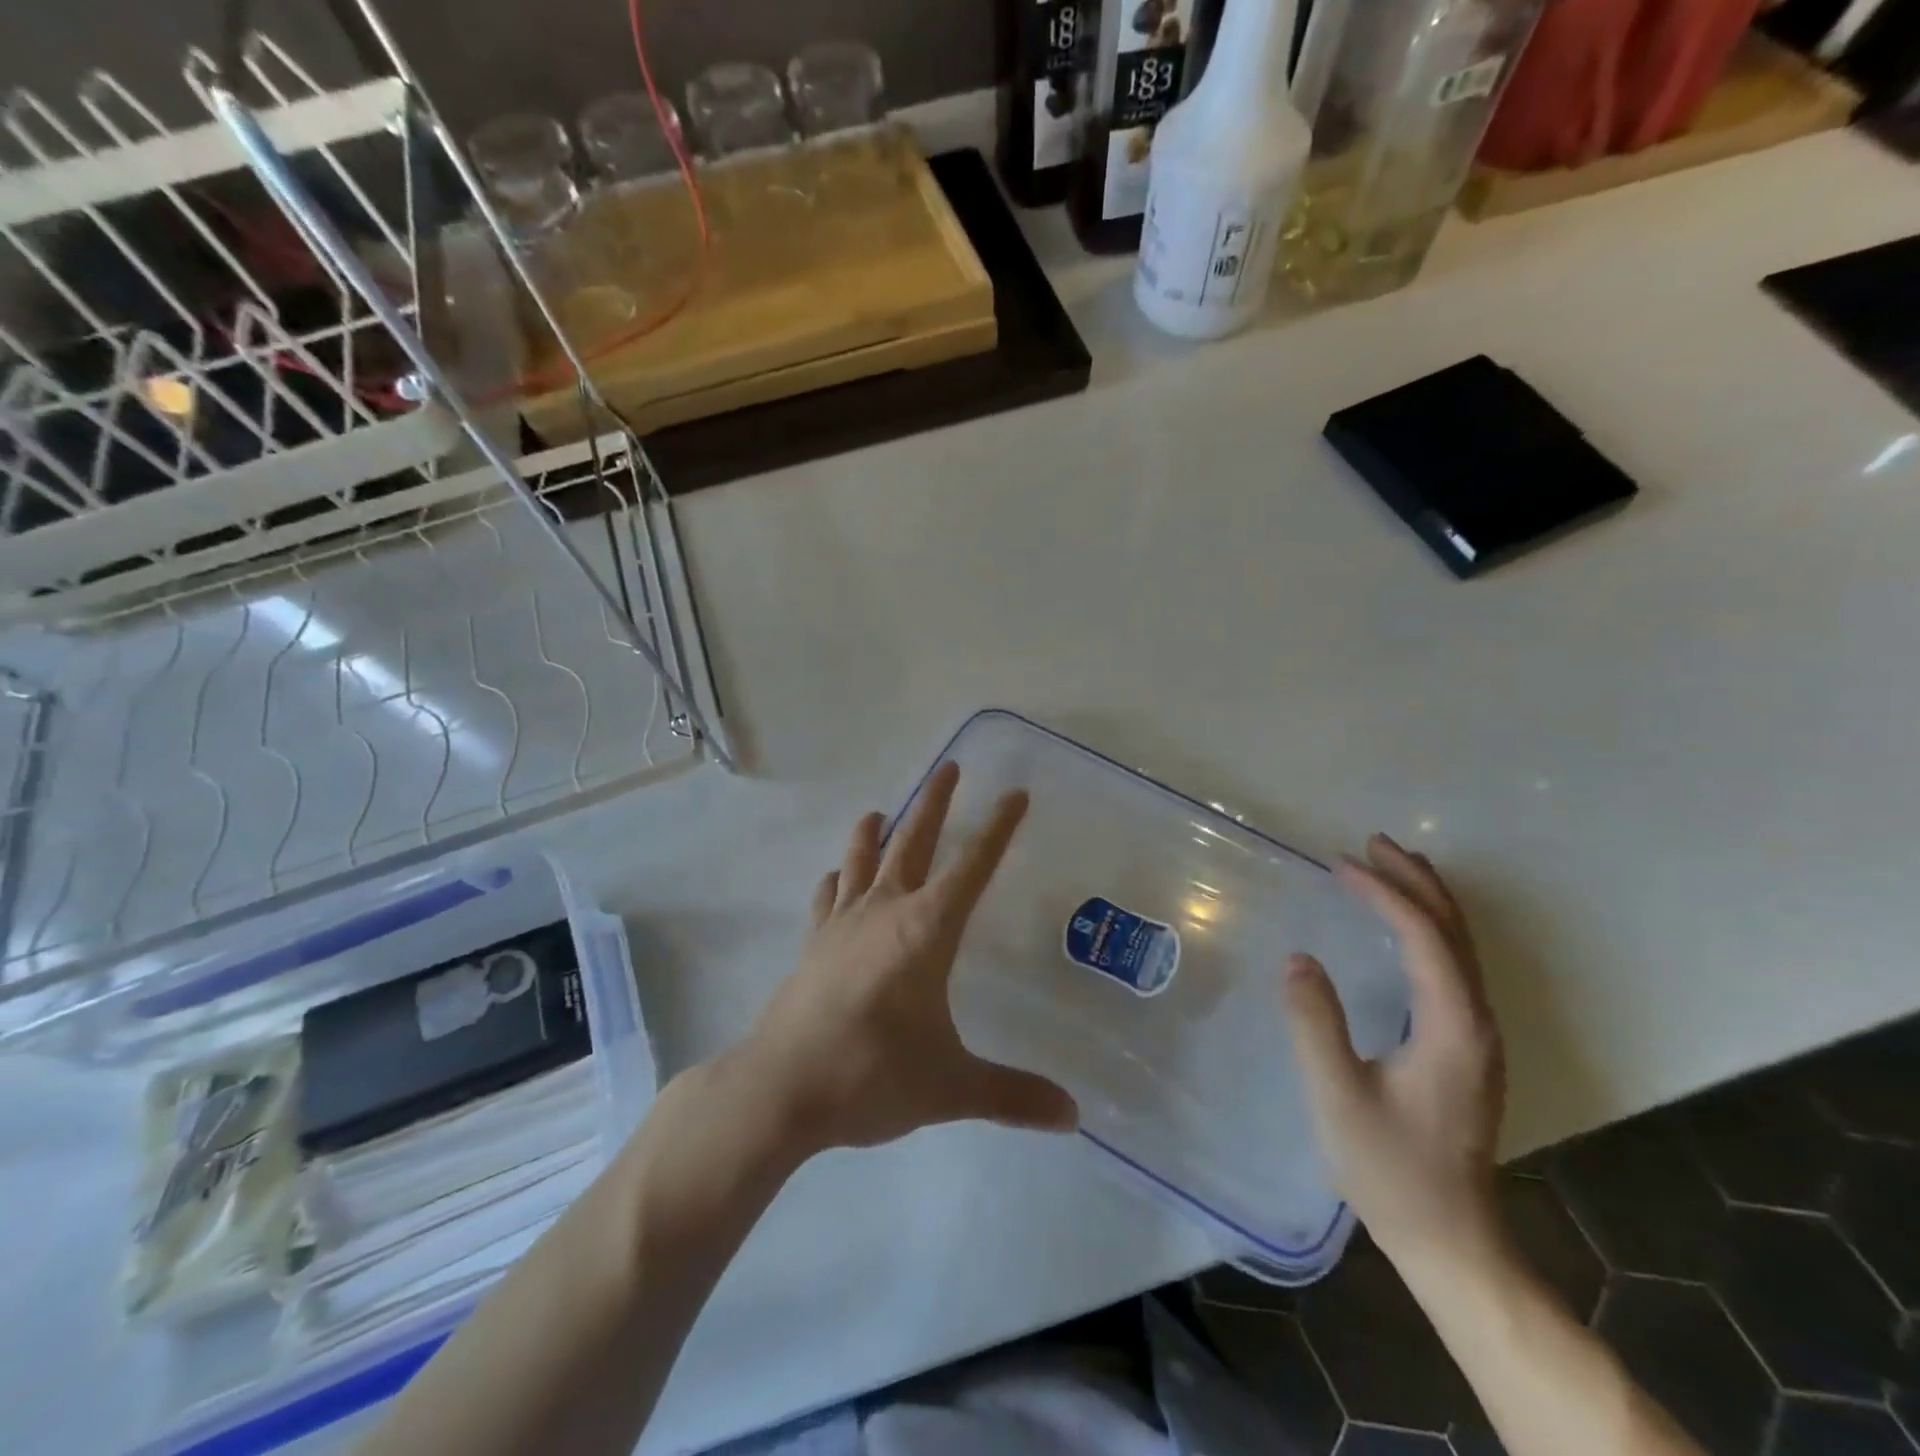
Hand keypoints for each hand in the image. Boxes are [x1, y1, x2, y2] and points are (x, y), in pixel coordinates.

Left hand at [734, 762, 1078, 1156]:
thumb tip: (1072, 1116)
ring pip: (863, 861)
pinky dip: (836, 881)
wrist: (780, 1089)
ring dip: (875, 833)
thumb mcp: (951, 1087)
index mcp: (926, 930)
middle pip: (915, 843)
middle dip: (936, 804)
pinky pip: (828, 899)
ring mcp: (842, 924)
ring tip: (880, 810)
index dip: (998, 829)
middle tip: (949, 767)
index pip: (973, 867)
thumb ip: (1012, 1095)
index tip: (1015, 793)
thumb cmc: (871, 1075)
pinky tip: (834, 878)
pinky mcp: (813, 945)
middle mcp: (885, 912)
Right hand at [1284, 835, 1507, 1274]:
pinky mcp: (1465, 1048)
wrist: (1451, 1239)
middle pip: (1456, 932)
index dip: (1385, 894)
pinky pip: (1452, 967)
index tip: (1342, 865)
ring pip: (1460, 948)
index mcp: (1452, 1027)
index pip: (1425, 938)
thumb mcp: (1338, 1096)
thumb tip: (1298, 958)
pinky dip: (1427, 931)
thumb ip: (1316, 1023)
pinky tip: (1404, 930)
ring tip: (1389, 867)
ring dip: (1426, 901)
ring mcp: (1476, 1036)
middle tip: (1373, 844)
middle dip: (1416, 881)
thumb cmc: (1391, 1169)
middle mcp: (1476, 1022)